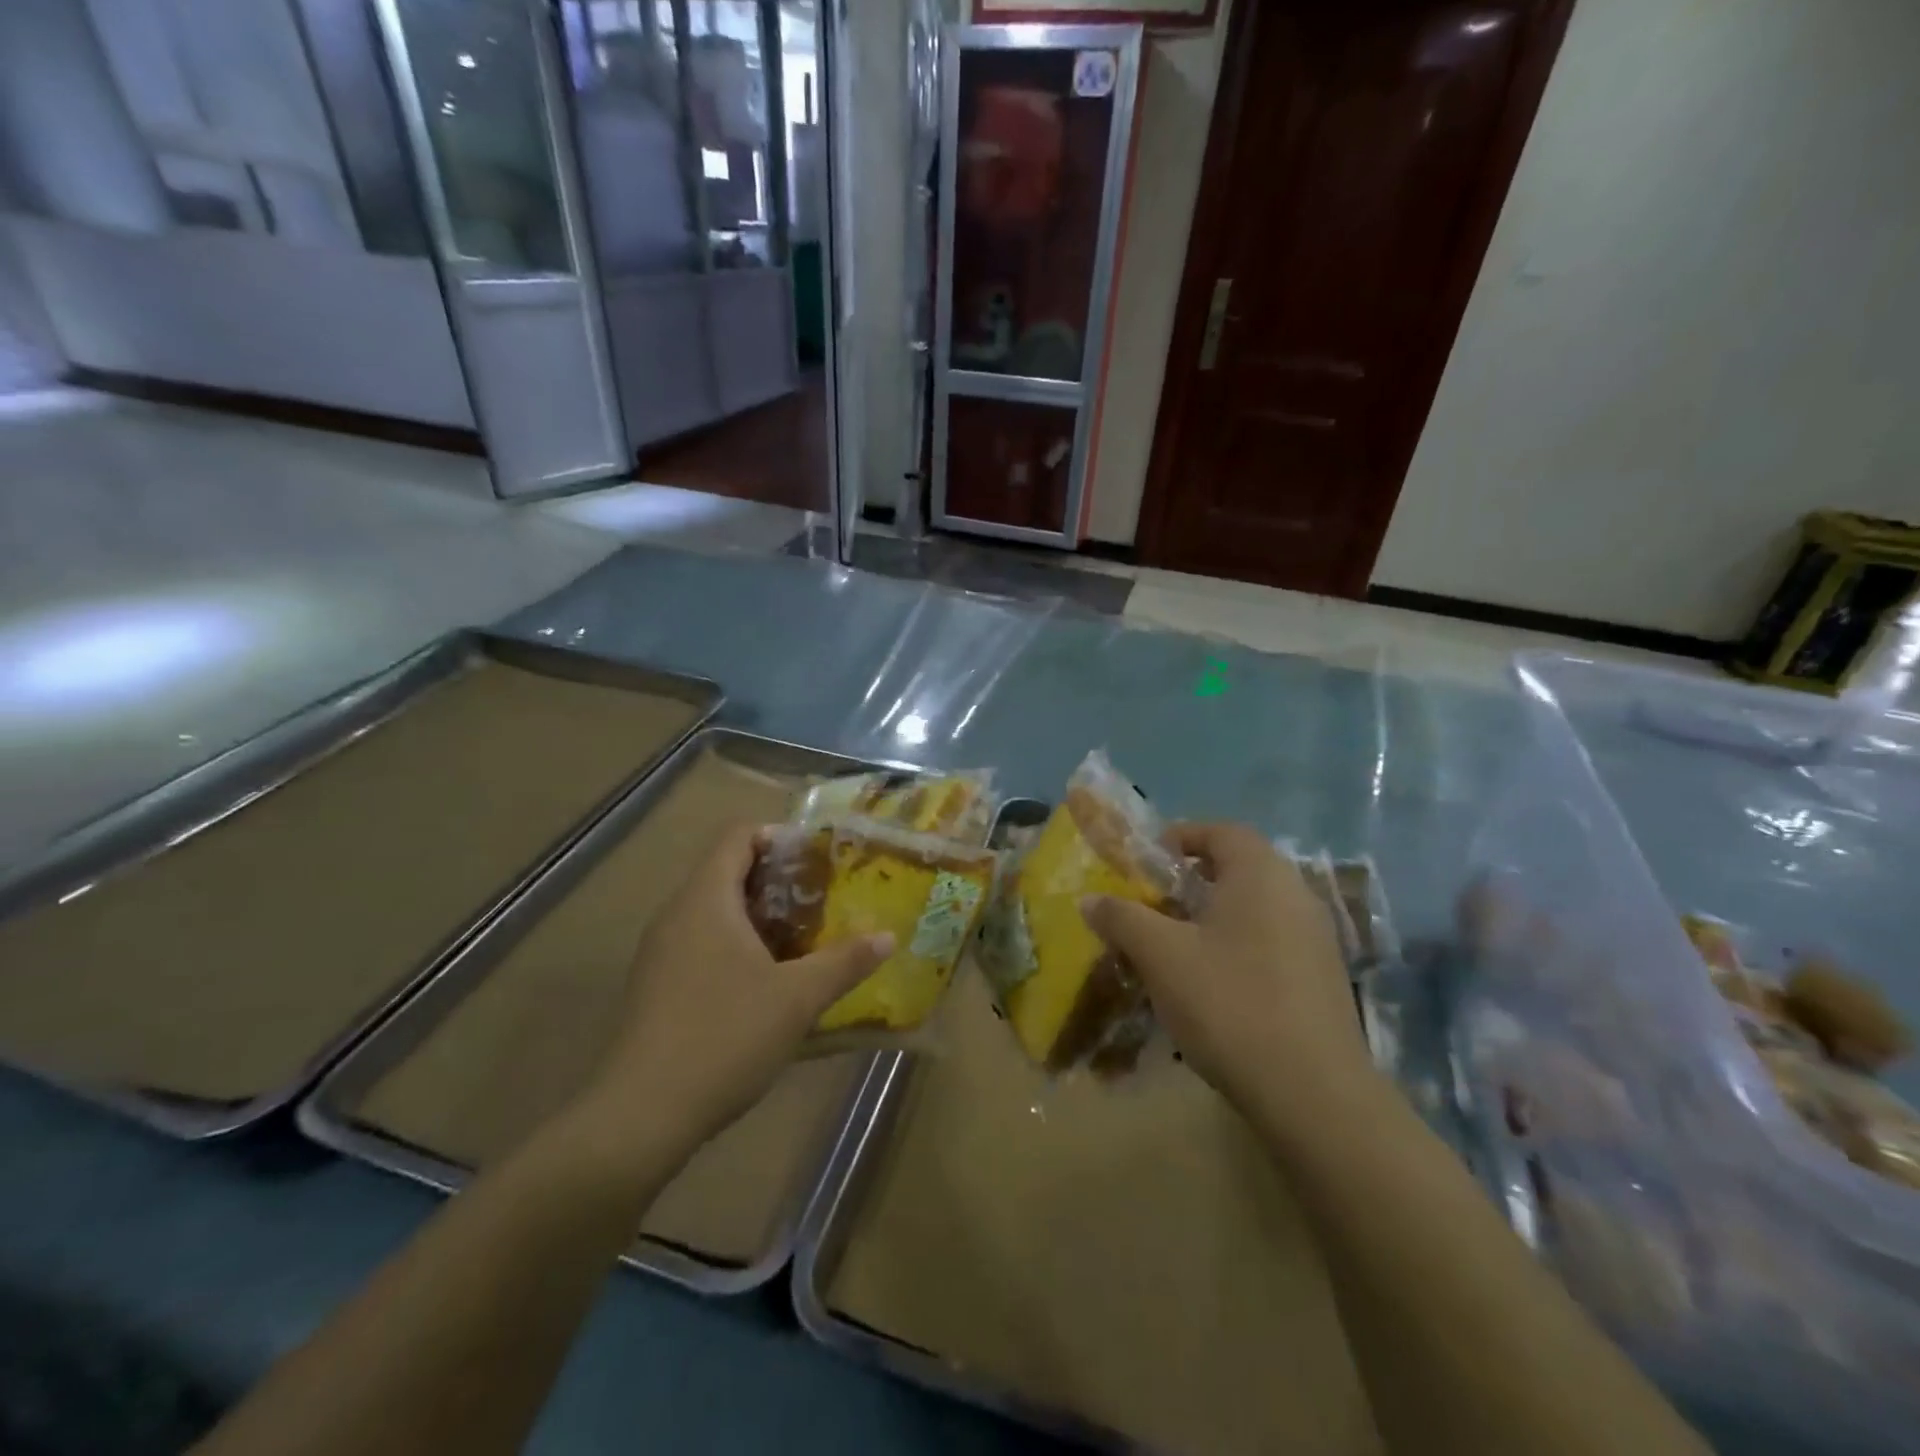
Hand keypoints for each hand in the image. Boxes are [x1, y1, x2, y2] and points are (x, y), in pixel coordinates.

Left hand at [574, 823, 892, 1162]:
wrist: (640, 1116)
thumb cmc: (724, 1036)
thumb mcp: (797, 998)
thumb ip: (845, 962)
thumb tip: (887, 936)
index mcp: (705, 899)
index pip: (738, 836)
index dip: (780, 837)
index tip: (820, 860)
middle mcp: (677, 914)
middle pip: (728, 871)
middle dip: (779, 881)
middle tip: (824, 900)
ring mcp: (661, 952)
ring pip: (715, 912)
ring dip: (760, 917)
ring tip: (805, 938)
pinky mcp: (656, 987)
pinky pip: (702, 944)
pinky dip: (737, 946)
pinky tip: (767, 981)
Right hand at [1082, 823, 1371, 1115]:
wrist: (1312, 1093)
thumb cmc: (1230, 1002)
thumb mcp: (1161, 956)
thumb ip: (1122, 918)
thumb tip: (1090, 899)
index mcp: (1260, 874)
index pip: (1221, 831)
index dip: (1181, 837)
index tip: (1147, 861)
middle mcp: (1295, 894)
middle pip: (1239, 868)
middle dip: (1192, 880)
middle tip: (1154, 903)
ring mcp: (1317, 939)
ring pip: (1256, 909)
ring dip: (1214, 916)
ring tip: (1176, 945)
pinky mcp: (1323, 979)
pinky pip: (1272, 942)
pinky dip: (1238, 946)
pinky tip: (1213, 985)